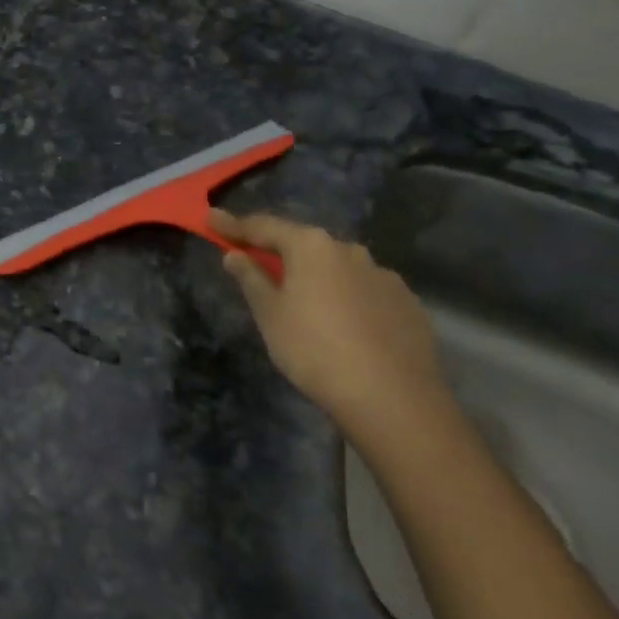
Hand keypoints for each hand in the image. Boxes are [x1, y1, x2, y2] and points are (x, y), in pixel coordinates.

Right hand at [209, 208, 448, 446]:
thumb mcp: (270, 316)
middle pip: (304, 244)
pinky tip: (345, 325)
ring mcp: (383, 276)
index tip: (211, 219)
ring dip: (317, 276)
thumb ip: (251, 279)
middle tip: (257, 261)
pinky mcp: (407, 304)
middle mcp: (349, 250)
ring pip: (338, 268)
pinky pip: (365, 292)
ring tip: (305, 301)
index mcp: (311, 246)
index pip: (263, 226)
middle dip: (279, 251)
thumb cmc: (316, 350)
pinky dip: (347, 298)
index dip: (234, 225)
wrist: (394, 400)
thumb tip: (235, 254)